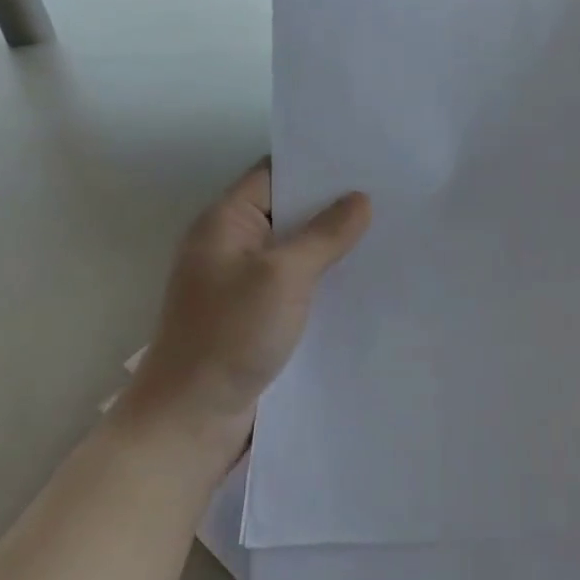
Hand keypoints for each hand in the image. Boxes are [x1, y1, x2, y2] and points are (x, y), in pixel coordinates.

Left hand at [126, 160, 370, 436]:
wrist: (190, 422)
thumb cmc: (229, 335)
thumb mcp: (283, 276)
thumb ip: (325, 234)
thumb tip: (361, 199)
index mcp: (225, 222)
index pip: (275, 172)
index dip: (317, 163)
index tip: (366, 158)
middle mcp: (232, 244)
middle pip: (289, 209)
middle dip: (334, 203)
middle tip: (390, 192)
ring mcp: (244, 281)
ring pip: (297, 248)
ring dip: (334, 242)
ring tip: (388, 229)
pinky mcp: (257, 313)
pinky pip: (298, 281)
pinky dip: (326, 275)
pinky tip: (364, 275)